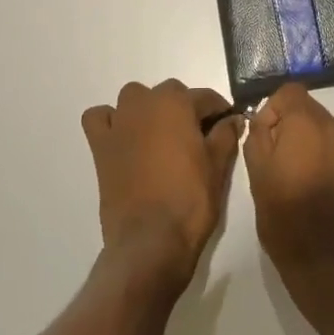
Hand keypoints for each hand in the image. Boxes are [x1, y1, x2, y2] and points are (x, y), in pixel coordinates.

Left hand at [82, 80, 240, 295]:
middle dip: (184, 109)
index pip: (205, 97)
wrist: (151, 240)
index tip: (228, 125)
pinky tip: (122, 137)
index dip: (219, 111)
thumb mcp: (218, 167)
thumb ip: (226, 135)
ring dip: (148, 109)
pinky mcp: (99, 144)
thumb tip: (234, 119)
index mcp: (176, 103)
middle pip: (169, 94)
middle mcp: (144, 103)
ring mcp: (119, 122)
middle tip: (197, 138)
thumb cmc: (190, 200)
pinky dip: (110, 121)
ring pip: (134, 99)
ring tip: (160, 137)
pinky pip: (99, 118)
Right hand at [243, 84, 333, 316]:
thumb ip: (257, 137)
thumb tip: (263, 120)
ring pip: (328, 133)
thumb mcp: (257, 176)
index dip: (273, 110)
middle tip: (279, 163)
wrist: (330, 266)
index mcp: (307, 126)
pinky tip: (322, 194)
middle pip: (311, 111)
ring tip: (300, 181)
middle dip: (292, 128)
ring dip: (312, 146)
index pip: (290, 92)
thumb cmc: (285, 219)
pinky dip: (330, 163)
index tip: (265, 139)